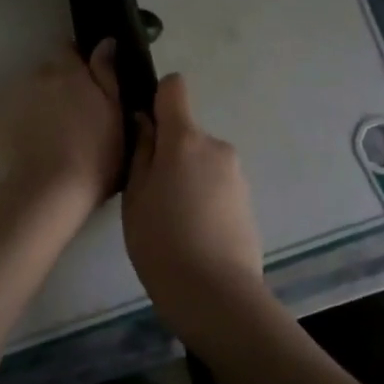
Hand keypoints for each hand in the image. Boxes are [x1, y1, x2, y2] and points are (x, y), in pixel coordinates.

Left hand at [0, 42, 121, 237]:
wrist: (49, 194)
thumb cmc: (94, 156)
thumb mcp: (114, 114)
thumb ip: (107, 73)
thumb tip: (105, 41)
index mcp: (70, 72)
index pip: (69, 50)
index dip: (77, 63)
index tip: (87, 82)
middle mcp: (38, 77)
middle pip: (48, 73)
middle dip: (58, 86)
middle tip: (72, 115)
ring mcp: (13, 99)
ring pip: (29, 94)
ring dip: (38, 105)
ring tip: (49, 136)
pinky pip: (11, 117)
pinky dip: (20, 126)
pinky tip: (30, 149)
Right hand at [121, 74, 263, 334]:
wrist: (217, 295)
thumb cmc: (162, 241)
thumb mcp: (136, 196)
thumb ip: (141, 152)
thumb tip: (146, 122)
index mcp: (185, 139)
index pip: (174, 88)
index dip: (158, 99)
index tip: (145, 127)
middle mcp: (216, 146)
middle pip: (186, 133)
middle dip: (169, 152)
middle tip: (152, 193)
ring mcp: (236, 173)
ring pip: (201, 160)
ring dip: (188, 177)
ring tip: (173, 219)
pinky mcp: (248, 199)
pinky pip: (217, 183)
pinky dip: (204, 197)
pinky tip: (194, 232)